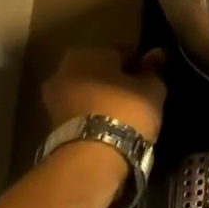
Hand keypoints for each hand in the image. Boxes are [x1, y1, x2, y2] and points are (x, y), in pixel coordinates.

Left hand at [41, 47, 167, 143]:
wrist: (92, 155)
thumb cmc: (126, 110)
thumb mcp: (151, 89)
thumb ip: (153, 69)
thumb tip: (157, 53)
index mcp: (89, 51)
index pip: (121, 52)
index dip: (138, 64)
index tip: (150, 78)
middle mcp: (64, 68)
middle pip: (98, 70)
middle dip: (114, 79)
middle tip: (136, 95)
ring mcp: (53, 96)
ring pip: (86, 90)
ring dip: (101, 97)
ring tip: (123, 112)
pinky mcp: (51, 123)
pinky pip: (79, 110)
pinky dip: (92, 113)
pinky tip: (109, 124)